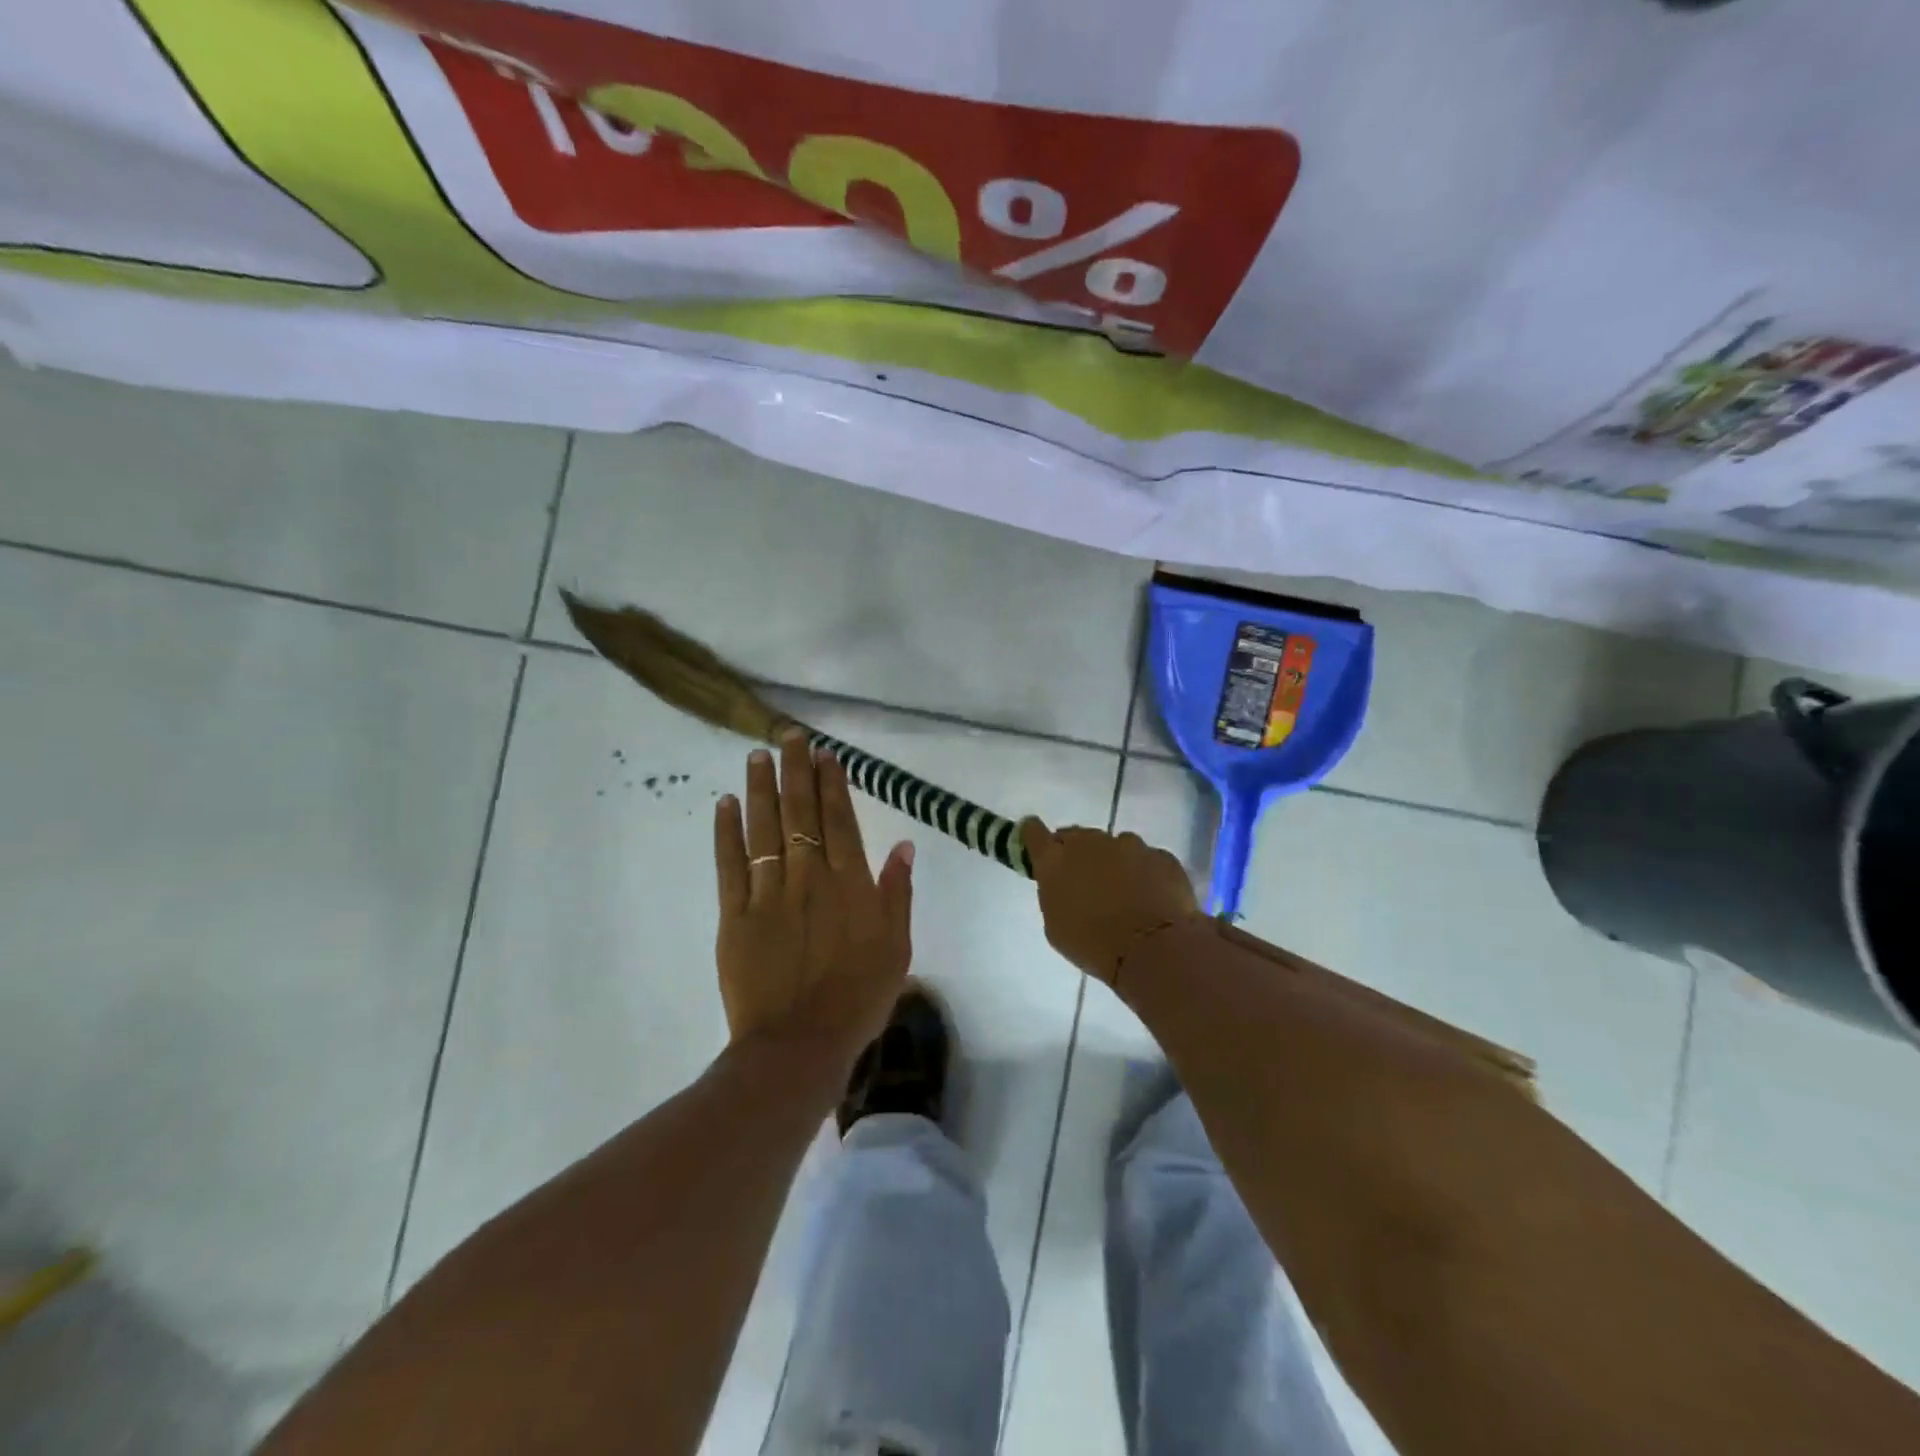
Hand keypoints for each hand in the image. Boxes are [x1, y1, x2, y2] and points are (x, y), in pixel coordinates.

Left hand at [714, 734, 914, 1065]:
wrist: (801, 1044)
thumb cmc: (859, 997)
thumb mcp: (897, 947)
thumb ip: (898, 893)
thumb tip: (904, 845)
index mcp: (849, 883)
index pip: (839, 820)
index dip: (831, 783)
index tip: (824, 753)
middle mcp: (808, 877)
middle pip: (800, 813)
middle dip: (795, 771)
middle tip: (788, 736)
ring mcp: (768, 893)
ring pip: (764, 829)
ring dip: (761, 789)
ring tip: (756, 756)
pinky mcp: (735, 915)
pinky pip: (730, 865)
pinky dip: (727, 832)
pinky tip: (726, 804)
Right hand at [1021, 820, 1203, 985]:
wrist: (1153, 950)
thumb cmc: (1093, 945)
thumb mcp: (1056, 927)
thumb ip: (1054, 894)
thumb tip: (1063, 884)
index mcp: (1055, 860)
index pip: (1034, 832)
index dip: (1034, 836)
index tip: (1039, 846)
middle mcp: (1089, 842)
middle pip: (1077, 836)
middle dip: (1078, 854)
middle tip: (1086, 883)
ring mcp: (1129, 844)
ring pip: (1115, 846)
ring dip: (1115, 862)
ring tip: (1125, 895)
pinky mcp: (1160, 855)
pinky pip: (1147, 859)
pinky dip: (1146, 873)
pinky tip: (1152, 898)